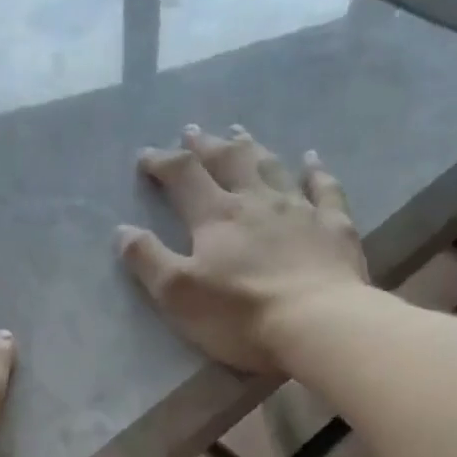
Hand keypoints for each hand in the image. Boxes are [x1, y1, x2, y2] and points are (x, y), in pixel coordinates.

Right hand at [117, 125, 367, 374]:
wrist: (317, 324)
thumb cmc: (240, 314)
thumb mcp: (178, 294)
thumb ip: (148, 259)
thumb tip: (122, 229)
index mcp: (216, 216)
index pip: (183, 175)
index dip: (162, 161)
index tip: (146, 157)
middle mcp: (256, 201)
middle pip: (228, 161)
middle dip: (206, 145)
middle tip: (193, 132)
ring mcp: (300, 209)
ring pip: (272, 166)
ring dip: (252, 148)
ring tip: (239, 134)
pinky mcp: (334, 226)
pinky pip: (324, 188)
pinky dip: (316, 171)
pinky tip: (312, 159)